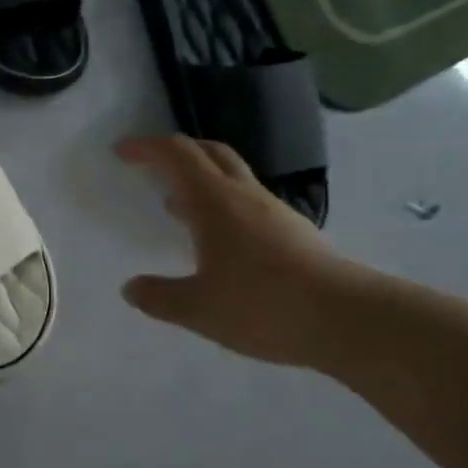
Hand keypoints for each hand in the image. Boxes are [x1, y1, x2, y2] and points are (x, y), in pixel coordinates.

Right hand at [116, 136, 370, 366]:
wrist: (346, 319)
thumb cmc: (263, 306)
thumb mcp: (198, 309)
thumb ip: (159, 297)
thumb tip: (131, 288)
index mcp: (215, 203)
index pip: (177, 155)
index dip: (147, 147)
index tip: (121, 151)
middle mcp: (244, 196)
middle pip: (209, 152)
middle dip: (176, 151)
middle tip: (150, 163)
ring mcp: (273, 212)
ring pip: (231, 177)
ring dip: (200, 179)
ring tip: (175, 203)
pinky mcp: (292, 232)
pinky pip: (247, 202)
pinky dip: (221, 205)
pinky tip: (216, 241)